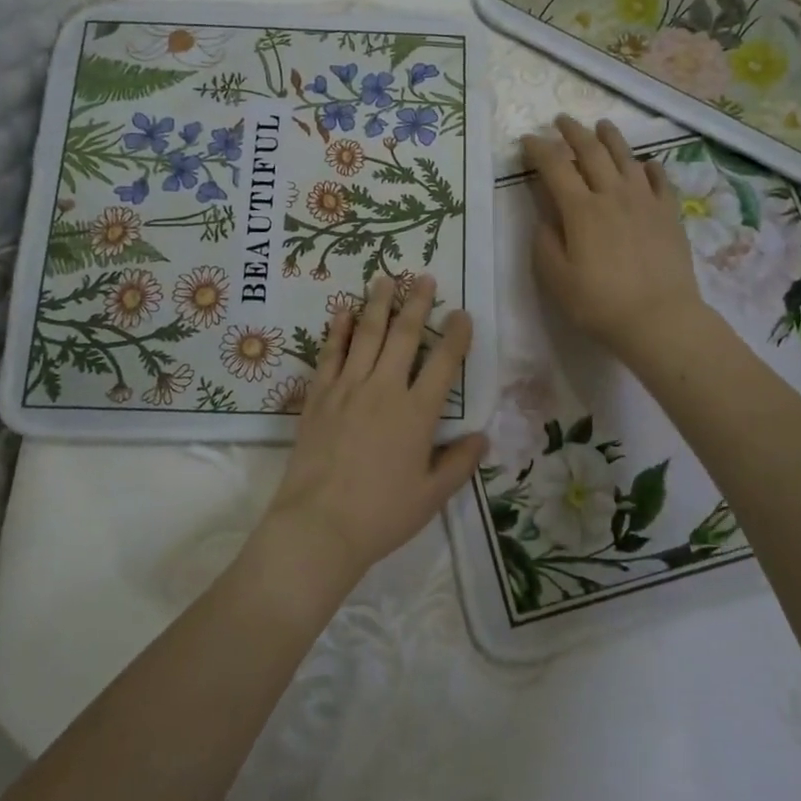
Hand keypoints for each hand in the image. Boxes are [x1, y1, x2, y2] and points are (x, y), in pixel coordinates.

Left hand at [259, 273, 486, 585]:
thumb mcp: (431, 496)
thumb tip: (482, 437)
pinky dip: (336, 331)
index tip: (461, 313)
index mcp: (417, 413)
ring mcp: (347, 388)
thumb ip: (459, 463)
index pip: (444, 363)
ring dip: (377, 304)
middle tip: (422, 276)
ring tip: (383, 278)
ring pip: (366, 335)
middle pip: (404, 336)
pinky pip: (329, 354)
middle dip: (416, 303)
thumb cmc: (382, 514)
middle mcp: (384, 389)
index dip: (456, 335)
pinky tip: (340, 312)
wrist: (320, 524)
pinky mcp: (318, 396)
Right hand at [523, 116, 705, 361]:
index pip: (555, 167)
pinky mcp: (669, 213)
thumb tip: (548, 218)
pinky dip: (649, 166)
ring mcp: (645, 200)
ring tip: (601, 125)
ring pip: (626, 157)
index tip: (527, 140)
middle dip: (572, 132)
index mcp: (580, 209)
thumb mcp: (556, 278)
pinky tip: (645, 163)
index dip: (538, 149)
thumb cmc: (599, 303)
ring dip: (610, 137)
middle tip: (560, 120)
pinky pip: (660, 179)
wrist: (659, 318)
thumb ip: (545, 242)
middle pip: (591, 152)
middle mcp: (612, 194)